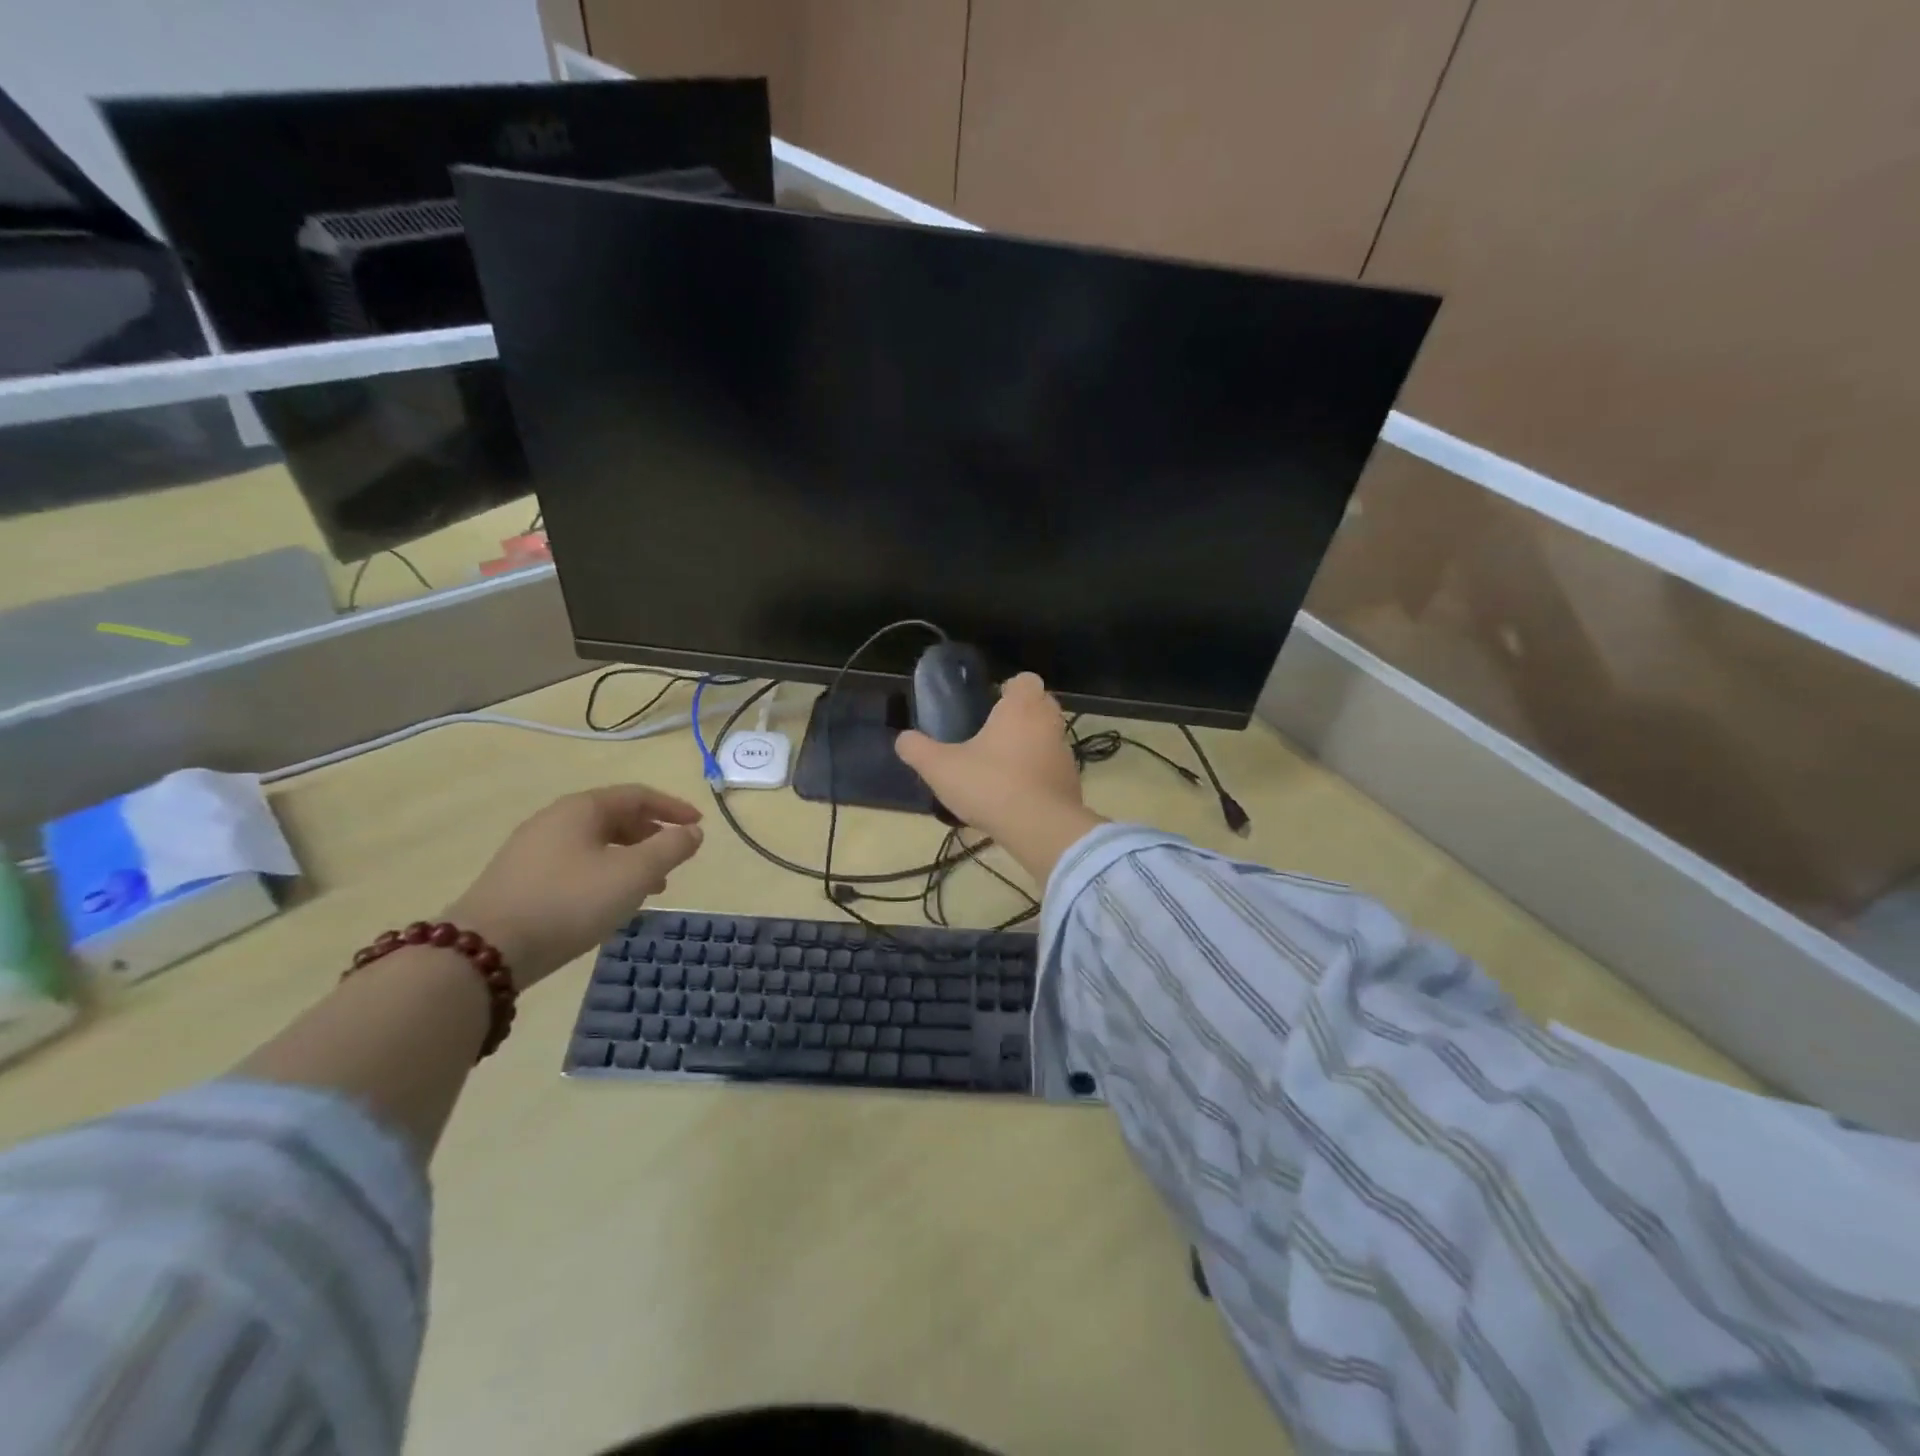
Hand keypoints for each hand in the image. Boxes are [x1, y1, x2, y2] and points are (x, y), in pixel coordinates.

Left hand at [444, 785, 703, 988]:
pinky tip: (609, 901)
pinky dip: (604, 873)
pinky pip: (575, 864)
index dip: (673, 807)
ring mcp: (531, 849)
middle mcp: (554, 820)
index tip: (699, 826)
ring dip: (629, 858)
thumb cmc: (569, 902)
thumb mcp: (633, 874)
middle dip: (651, 835)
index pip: (637, 795)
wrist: (484, 951)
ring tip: (650, 886)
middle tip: (675, 858)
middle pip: (615, 817)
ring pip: (595, 843)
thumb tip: (693, 832)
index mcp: (582, 808)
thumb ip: (670, 848)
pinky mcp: (519, 879)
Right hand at [895, 674, 1100, 881]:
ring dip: (1031, 746)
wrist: (1040, 828)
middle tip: (994, 734)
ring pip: (1049, 738)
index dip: (1010, 688)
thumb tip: (902, 739)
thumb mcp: (941, 768)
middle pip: (1041, 706)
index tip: (992, 704)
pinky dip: (1039, 775)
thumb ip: (918, 750)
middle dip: (1021, 715)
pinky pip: (1053, 769)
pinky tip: (1017, 795)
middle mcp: (1049, 723)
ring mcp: (1065, 753)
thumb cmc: (990, 785)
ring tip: (1003, 768)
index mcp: (1022, 707)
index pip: (1026, 680)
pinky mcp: (1072, 782)